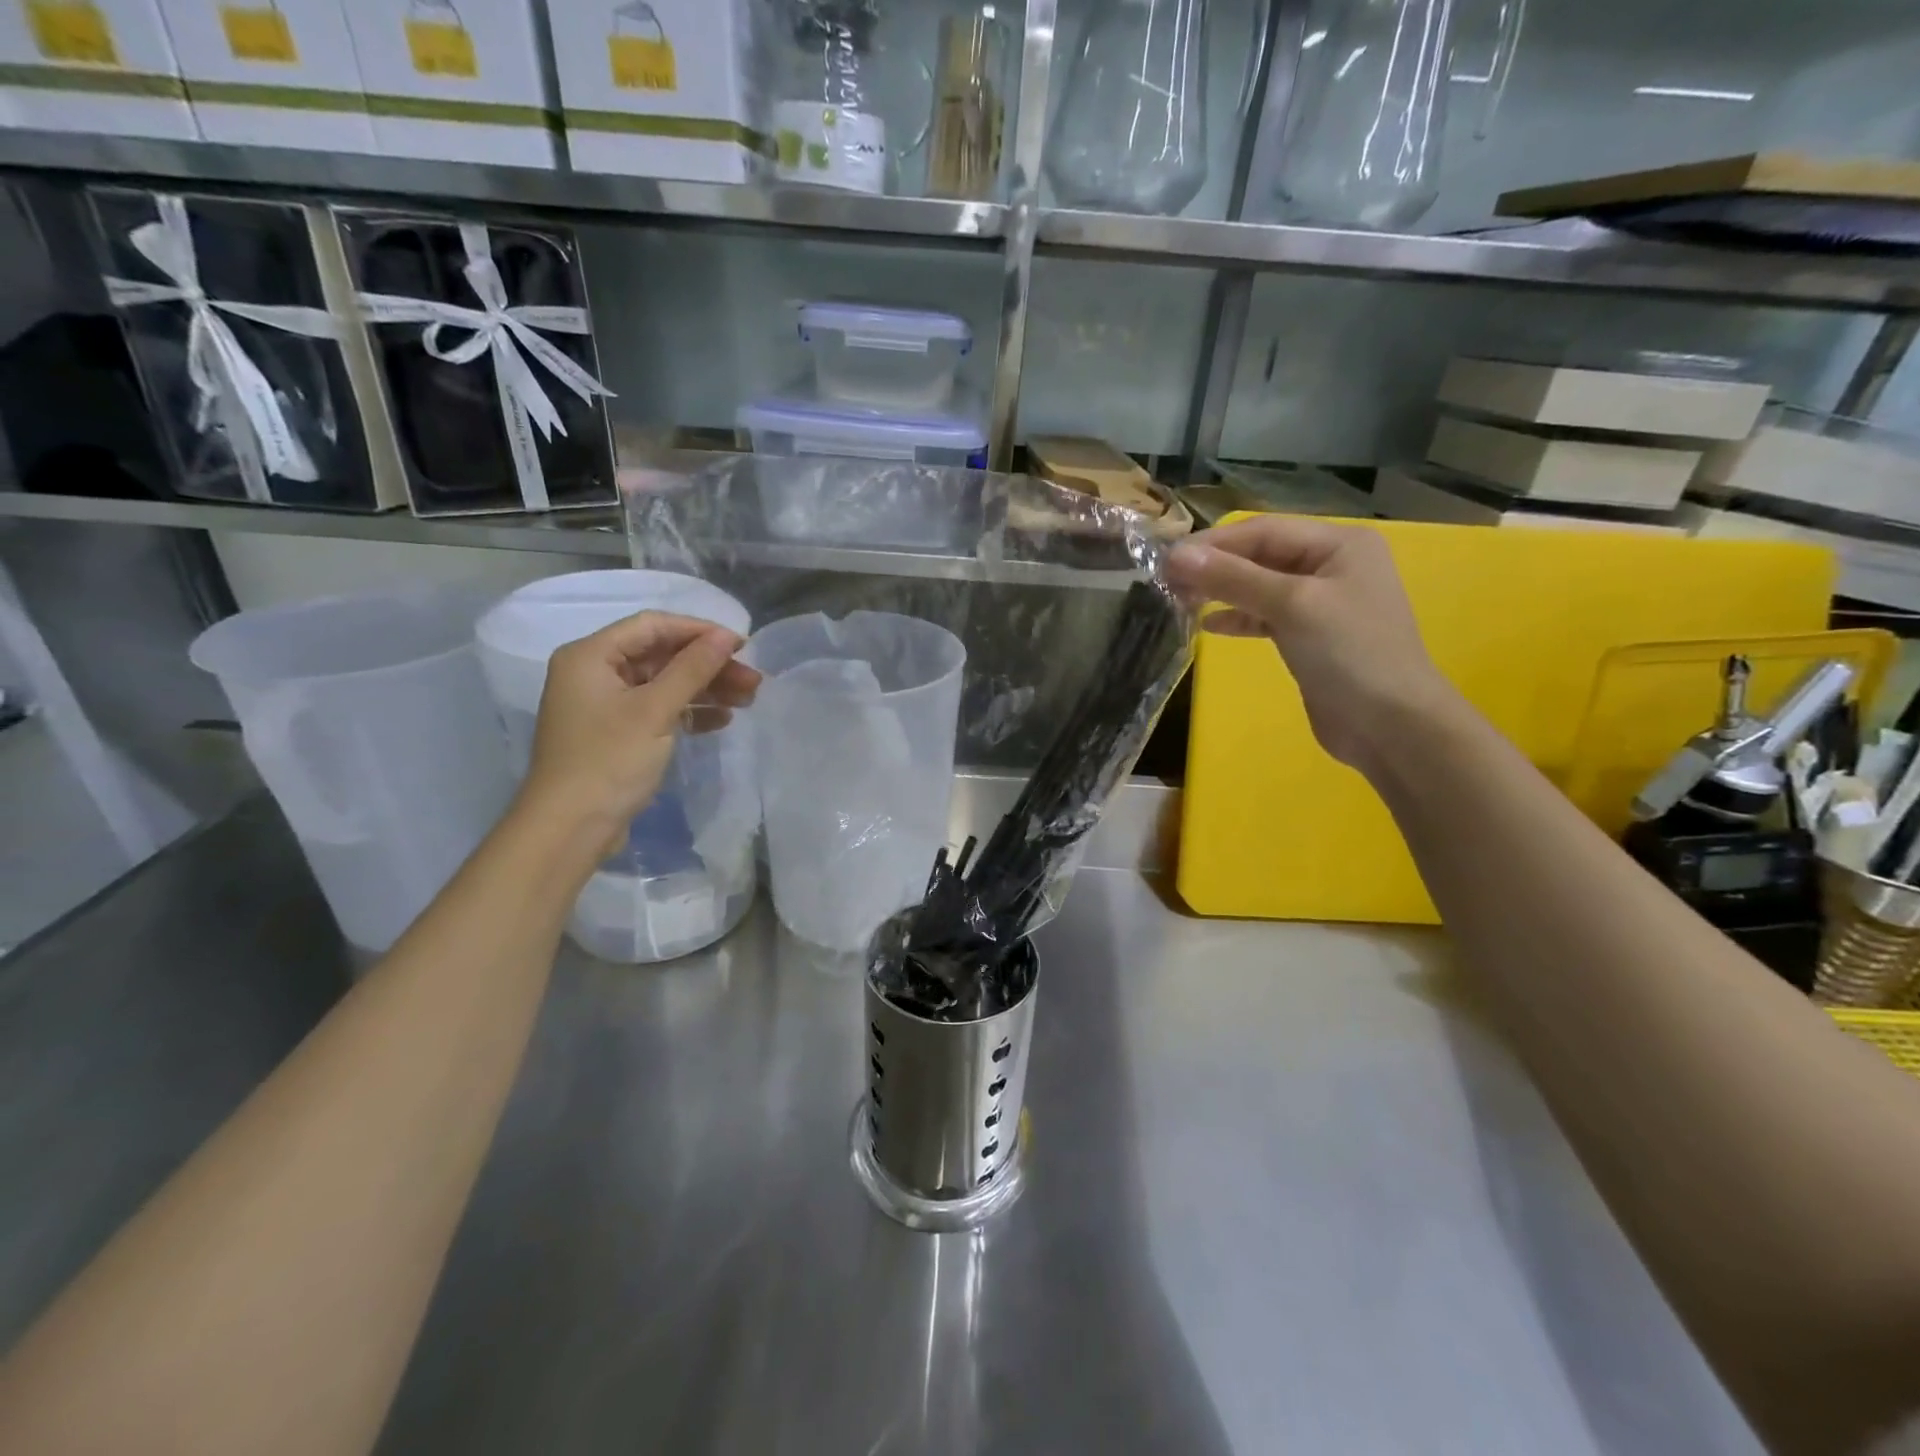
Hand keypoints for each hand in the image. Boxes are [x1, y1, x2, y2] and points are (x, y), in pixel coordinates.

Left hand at [518, 611, 760, 851]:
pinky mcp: (618, 733)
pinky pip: (659, 709)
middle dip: (709, 665)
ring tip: (748, 700)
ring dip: (705, 689)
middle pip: (661, 655)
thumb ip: (692, 669)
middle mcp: (595, 673)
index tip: (742, 645)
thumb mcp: (655, 710)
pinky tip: (721, 720)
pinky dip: (689, 712)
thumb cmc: (609, 761)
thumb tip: (727, 637)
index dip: (699, 631)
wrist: (571, 828)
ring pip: (664, 683)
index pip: (653, 626)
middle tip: (753, 680)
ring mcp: (606, 705)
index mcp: (590, 656)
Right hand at [1166, 517, 1456, 773]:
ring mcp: (1322, 603)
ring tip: (1181, 600)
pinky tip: (1210, 625)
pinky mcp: (1310, 637)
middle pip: (1261, 556)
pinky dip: (1238, 618)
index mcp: (1339, 544)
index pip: (1263, 531)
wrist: (1390, 725)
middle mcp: (1331, 566)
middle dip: (1215, 567)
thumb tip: (1177, 556)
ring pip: (1260, 586)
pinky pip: (1266, 616)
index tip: (1166, 560)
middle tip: (1167, 583)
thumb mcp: (1291, 606)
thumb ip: (1234, 578)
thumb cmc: (1349, 653)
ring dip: (1222, 591)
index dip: (1213, 544)